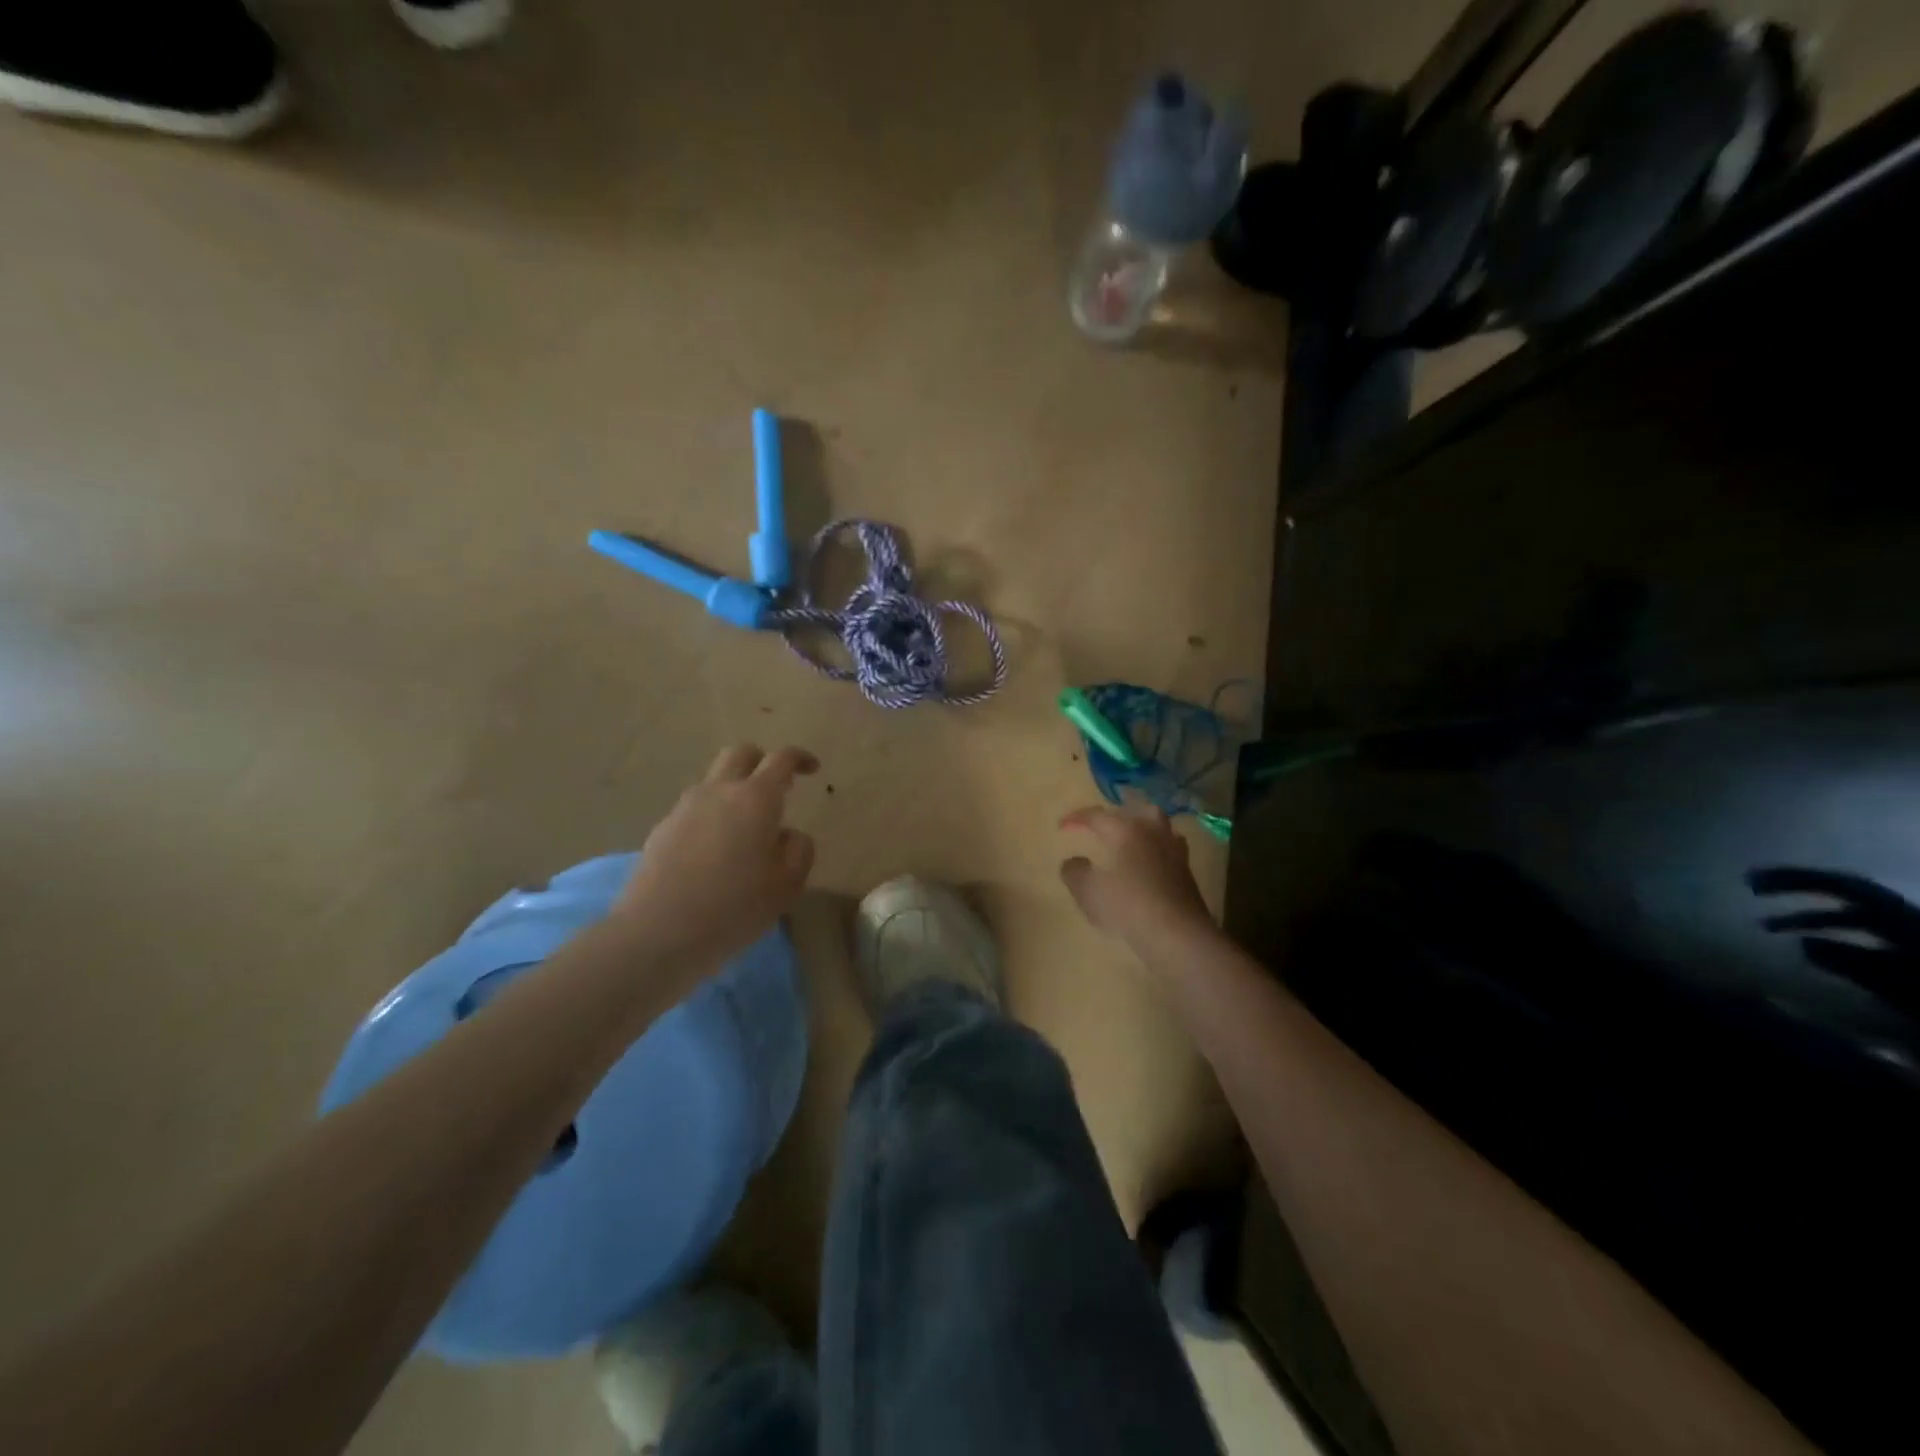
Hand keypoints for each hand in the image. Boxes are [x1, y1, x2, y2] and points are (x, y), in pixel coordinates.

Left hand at [615, 745, 818, 969]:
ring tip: (745, 826)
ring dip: (734, 788)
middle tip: (777, 785)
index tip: (812, 769)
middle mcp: (719, 791)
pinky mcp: (662, 828)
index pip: (782, 760)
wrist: (657, 933)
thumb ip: (798, 851)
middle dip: (762, 760)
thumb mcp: (786, 886)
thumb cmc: (733, 909)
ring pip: (714, 779)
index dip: (800, 758)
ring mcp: (685, 807)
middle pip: (740, 753)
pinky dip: (712, 814)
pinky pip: (694, 807)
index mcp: (756, 799)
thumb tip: (789, 835)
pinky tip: (715, 850)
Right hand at [1059, 804, 1215, 955]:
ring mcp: (1175, 852)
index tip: (1062, 826)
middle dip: (1118, 814)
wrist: (1177, 934)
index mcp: (1127, 830)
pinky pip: (1168, 850)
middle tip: (1103, 826)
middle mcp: (1153, 833)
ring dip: (1143, 829)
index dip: (1077, 818)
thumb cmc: (1127, 906)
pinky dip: (1154, 851)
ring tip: (1128, 841)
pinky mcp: (1187, 873)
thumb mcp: (1088, 891)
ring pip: (1159, 827)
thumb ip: (1074, 872)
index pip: (1098, 815)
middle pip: (1138, 810)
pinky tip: (1147, 866)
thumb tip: (1073, 862)